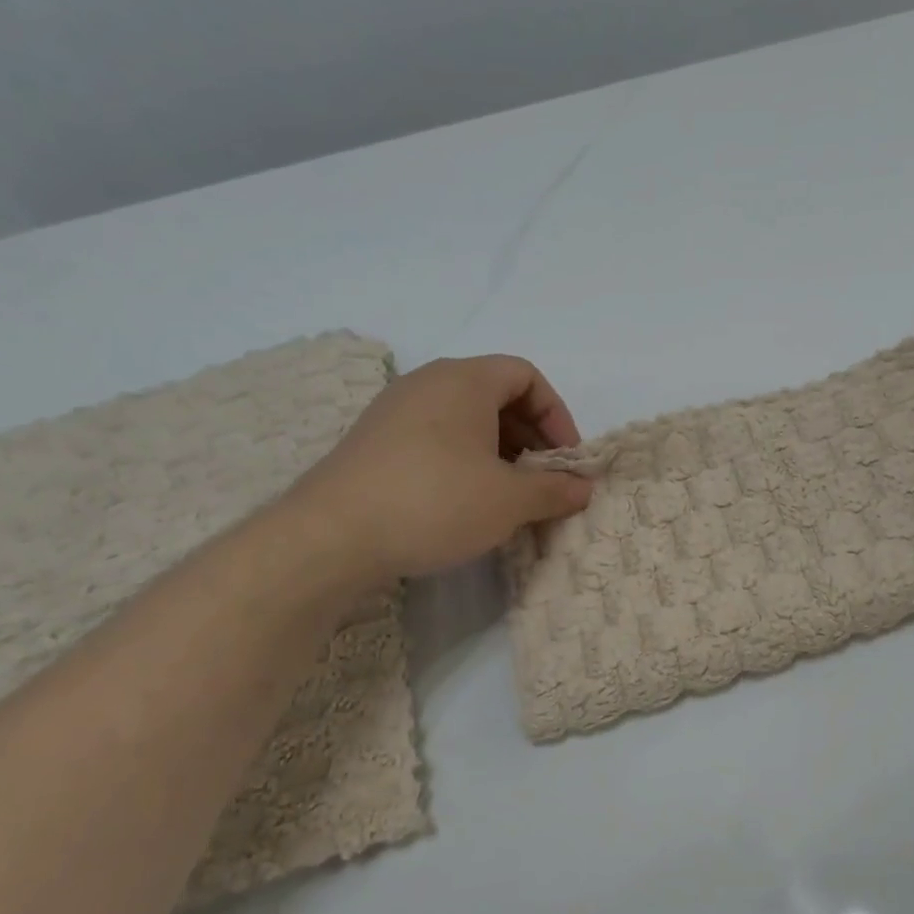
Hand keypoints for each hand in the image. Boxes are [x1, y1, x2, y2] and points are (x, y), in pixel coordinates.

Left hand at [280, 355, 593, 581]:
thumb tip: (583, 487)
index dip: (556, 414)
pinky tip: (464, 502)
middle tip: (541, 479)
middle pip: (496, 395)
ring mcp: (394, 411)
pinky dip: (463, 461)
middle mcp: (427, 383)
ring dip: (498, 452)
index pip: (526, 375)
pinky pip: (434, 438)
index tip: (564, 459)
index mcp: (464, 380)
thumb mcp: (509, 500)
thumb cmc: (435, 502)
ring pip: (464, 419)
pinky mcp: (373, 443)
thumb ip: (555, 489)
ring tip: (507, 495)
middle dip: (529, 436)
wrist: (329, 538)